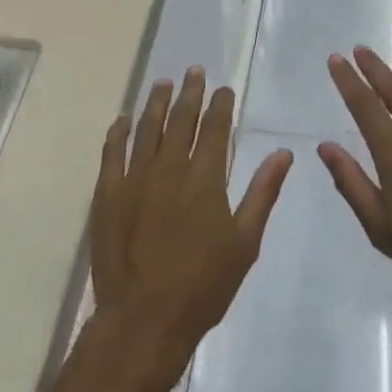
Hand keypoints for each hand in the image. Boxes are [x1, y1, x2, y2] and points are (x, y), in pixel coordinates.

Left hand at [88, 67, 292, 391]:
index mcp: (204, 178)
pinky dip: (118, 133)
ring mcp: (134, 179)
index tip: (223, 88)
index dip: (220, 105)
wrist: (144, 321)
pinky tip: (123, 120)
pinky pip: (112, 153)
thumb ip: (262, 192)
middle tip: (194, 71)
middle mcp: (168, 168)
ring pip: (146, 128)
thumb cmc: (203, 286)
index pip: (214, 128)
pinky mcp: (107, 194)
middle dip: (190, 93)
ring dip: (156, 103)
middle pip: (180, 119)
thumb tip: (283, 153)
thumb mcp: (245, 242)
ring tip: (163, 83)